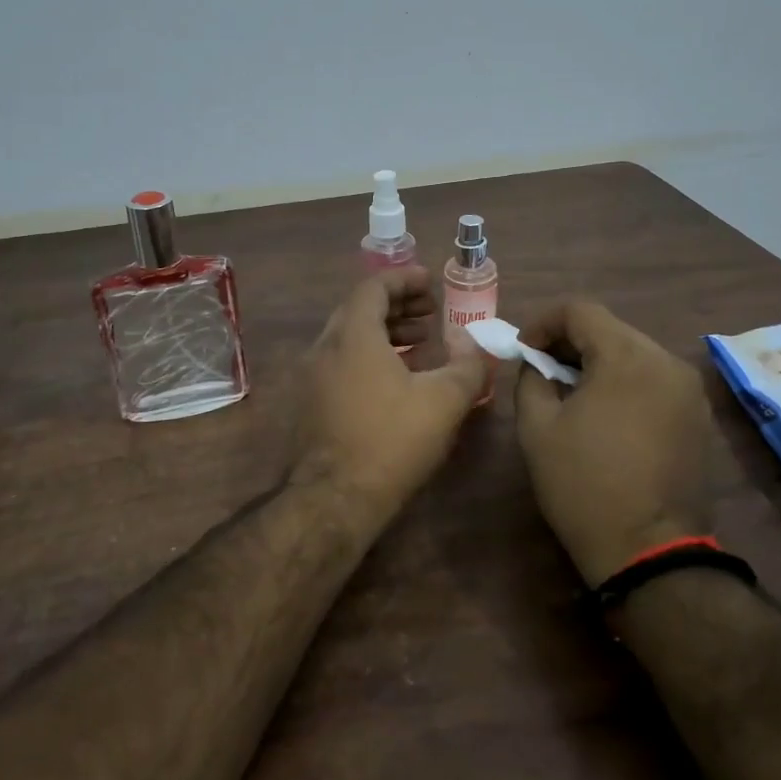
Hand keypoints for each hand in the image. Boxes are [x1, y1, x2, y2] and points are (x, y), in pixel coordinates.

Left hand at [291, 267, 489, 513]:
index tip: (430, 282)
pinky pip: (341, 362)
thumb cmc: (391, 441)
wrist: (334, 499)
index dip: (404, 279)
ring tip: (420, 342)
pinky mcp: (310, 403)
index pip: (373, 287)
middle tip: (430, 312)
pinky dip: (369, 355)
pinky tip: (395, 379)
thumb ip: (466, 363)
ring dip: (385, 331)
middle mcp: (325, 348)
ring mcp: (312, 377)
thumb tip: (470, 339)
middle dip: (397, 305)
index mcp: (353, 336)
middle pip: (359, 309)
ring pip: (349, 338)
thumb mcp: (444, 401)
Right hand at [515, 299, 720, 586]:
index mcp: (627, 356)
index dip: (543, 323)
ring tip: (574, 396)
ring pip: (634, 353)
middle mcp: (667, 361)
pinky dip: (626, 384)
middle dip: (571, 343)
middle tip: (543, 373)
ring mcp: (690, 390)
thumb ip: (531, 379)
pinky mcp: (700, 416)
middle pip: (611, 329)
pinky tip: (608, 417)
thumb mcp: (537, 429)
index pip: (580, 310)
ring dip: (599, 363)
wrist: (649, 552)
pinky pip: (655, 380)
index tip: (524, 352)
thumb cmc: (584, 485)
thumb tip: (537, 363)